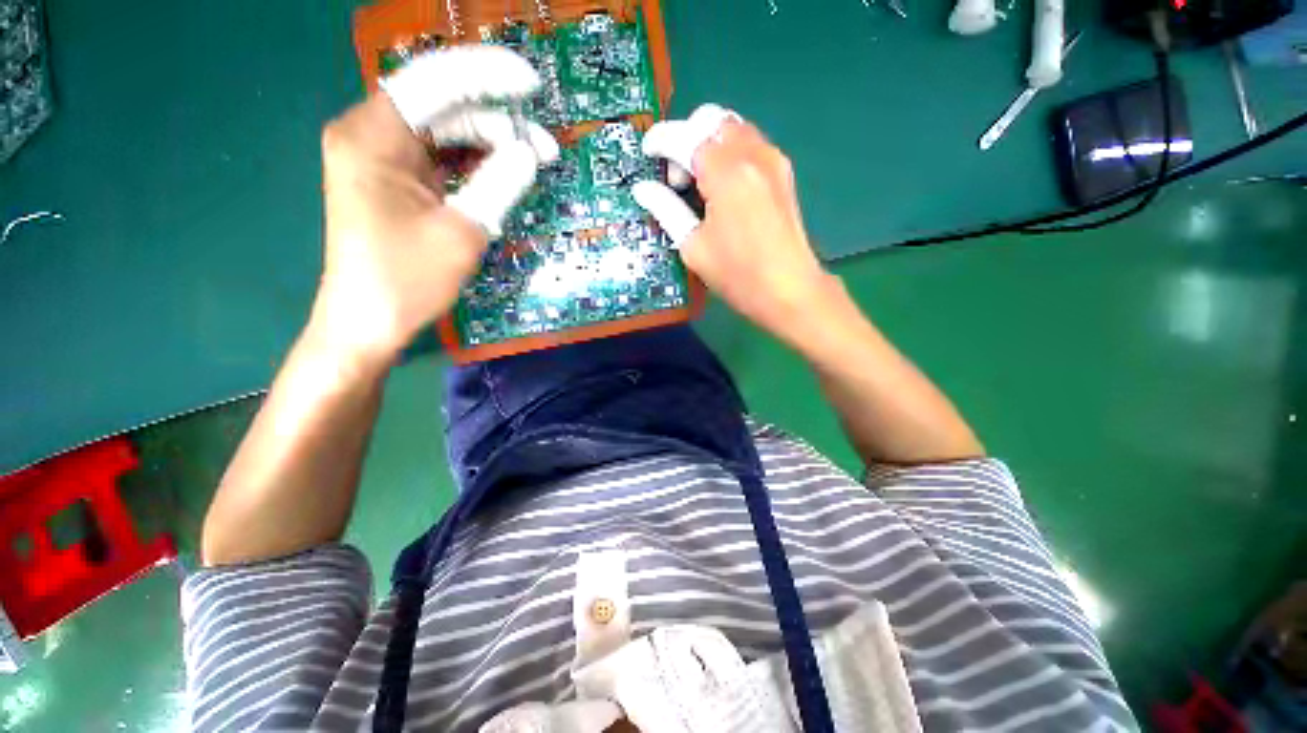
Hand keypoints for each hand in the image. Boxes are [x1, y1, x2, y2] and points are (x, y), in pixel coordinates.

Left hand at [312, 47, 558, 365]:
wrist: (370, 321)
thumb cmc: (408, 279)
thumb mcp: (462, 231)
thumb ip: (498, 184)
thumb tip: (530, 152)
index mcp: (373, 136)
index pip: (433, 82)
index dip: (486, 76)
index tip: (532, 86)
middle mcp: (371, 135)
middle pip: (441, 106)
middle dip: (496, 121)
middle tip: (544, 146)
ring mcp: (381, 158)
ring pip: (444, 131)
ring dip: (489, 143)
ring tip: (533, 162)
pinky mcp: (394, 181)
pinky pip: (440, 157)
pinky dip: (474, 163)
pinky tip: (505, 174)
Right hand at [633, 105, 832, 344]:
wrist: (789, 290)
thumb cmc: (737, 274)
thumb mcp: (693, 246)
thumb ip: (666, 209)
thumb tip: (643, 189)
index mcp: (726, 172)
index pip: (685, 137)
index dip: (660, 140)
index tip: (648, 153)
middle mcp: (752, 153)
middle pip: (711, 118)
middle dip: (686, 138)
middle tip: (678, 178)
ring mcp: (772, 159)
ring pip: (732, 126)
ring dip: (708, 142)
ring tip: (699, 183)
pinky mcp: (782, 171)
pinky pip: (749, 142)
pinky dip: (728, 151)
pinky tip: (722, 185)